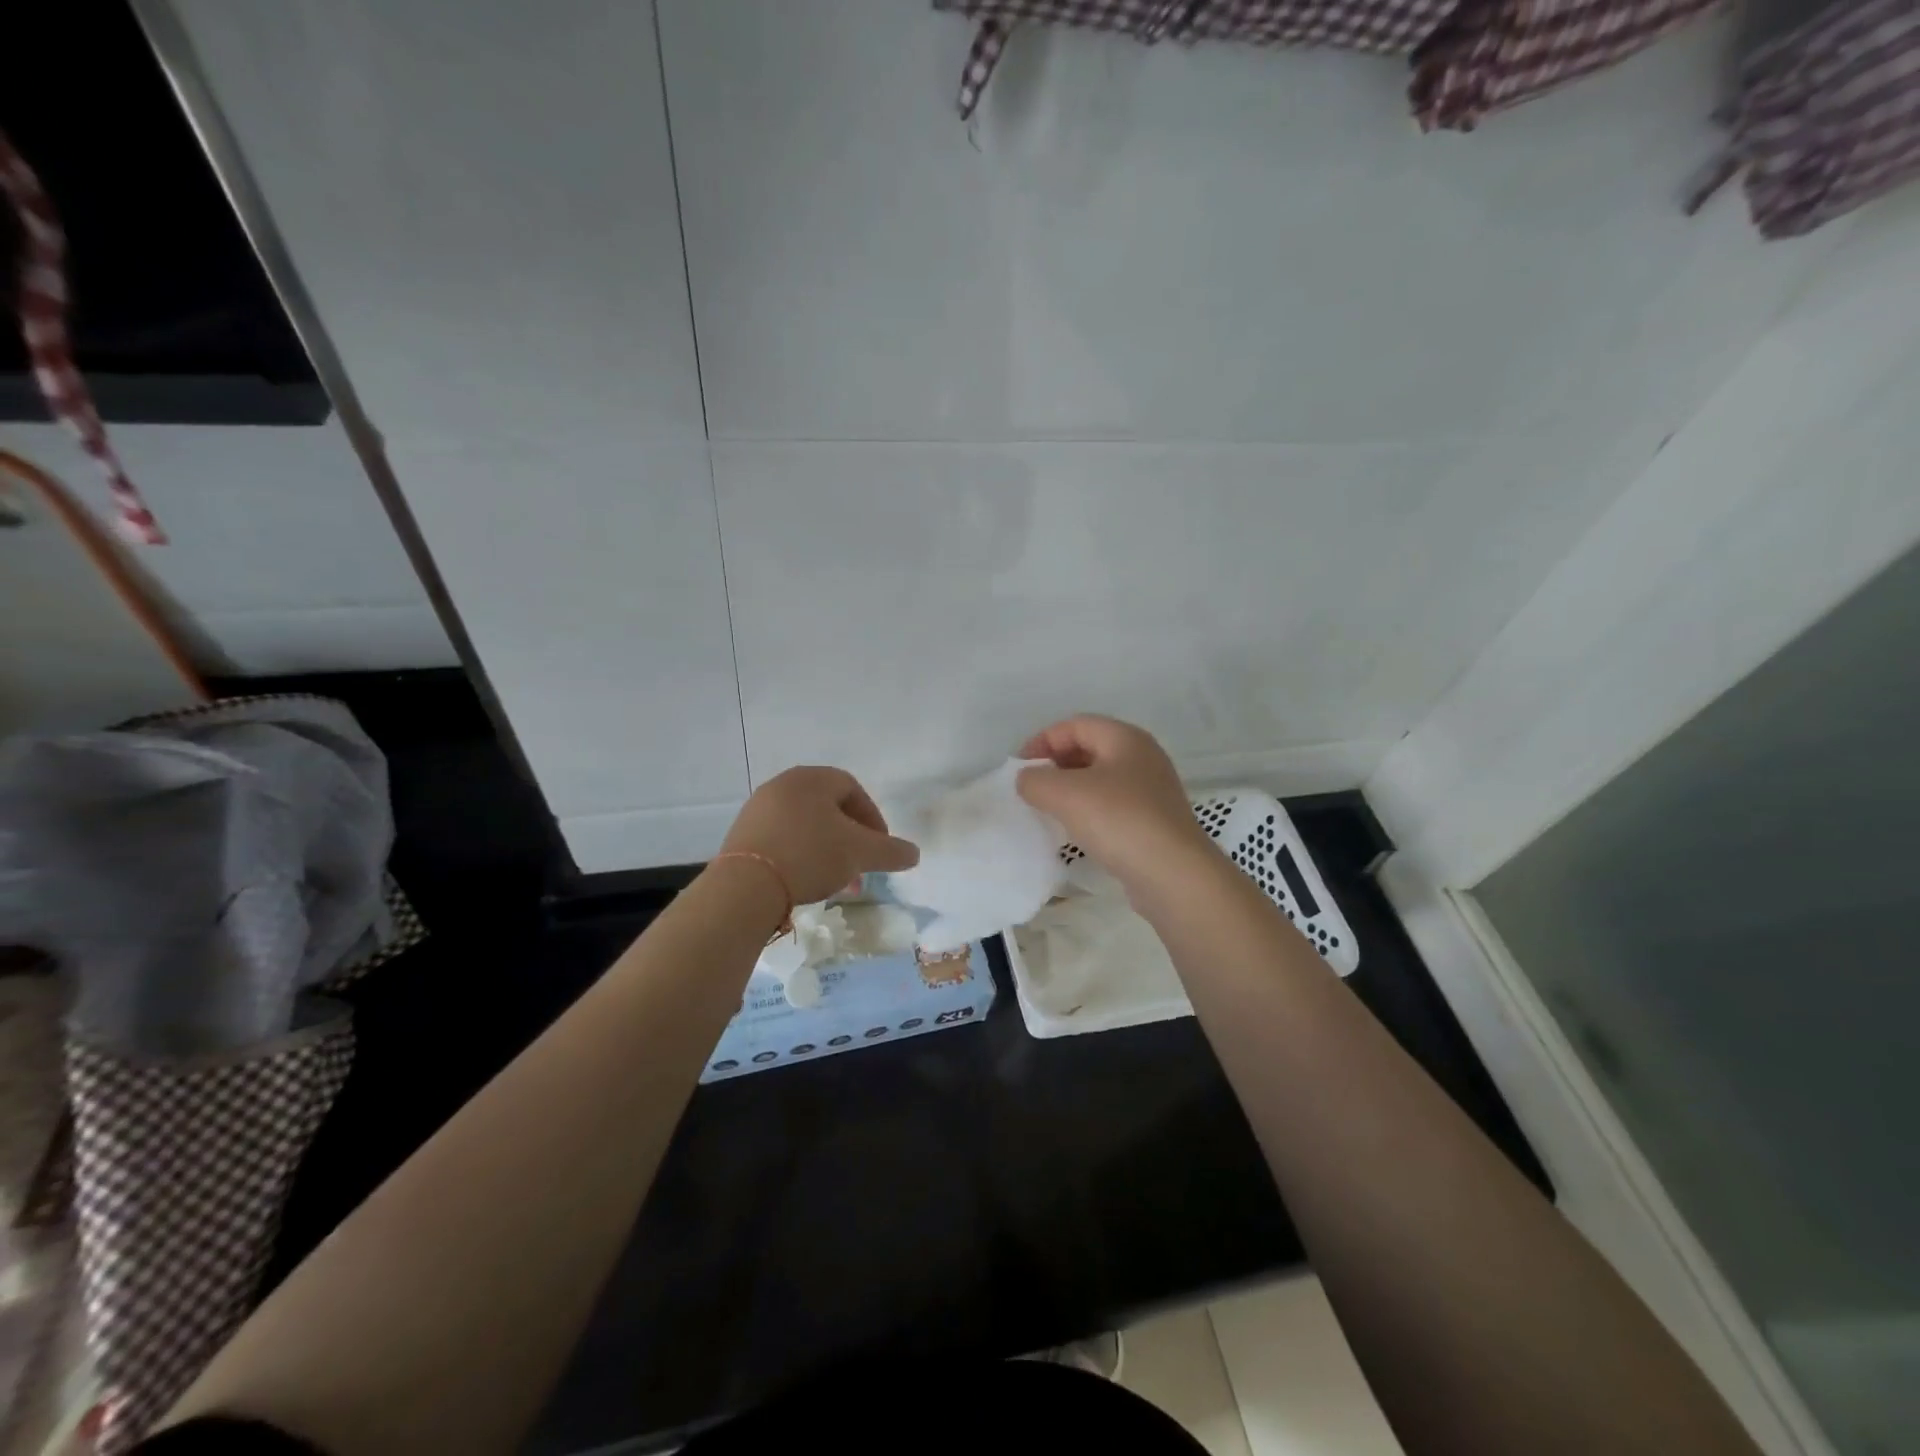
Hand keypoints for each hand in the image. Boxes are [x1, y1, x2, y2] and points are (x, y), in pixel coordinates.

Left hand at [719, 766, 919, 907]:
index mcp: (812, 778)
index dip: (873, 818)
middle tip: (860, 867)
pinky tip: (804, 881)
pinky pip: (782, 839)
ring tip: (835, 881)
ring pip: (806, 826)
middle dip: (850, 839)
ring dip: (827, 850)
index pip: (853, 789)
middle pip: (828, 809)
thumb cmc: (810, 855)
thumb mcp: (860, 853)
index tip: (880, 847)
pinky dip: (800, 855)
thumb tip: (914, 853)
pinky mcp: (741, 835)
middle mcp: (782, 785)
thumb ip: (891, 851)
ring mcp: (758, 809)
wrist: (746, 886)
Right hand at [1016, 716, 1215, 891]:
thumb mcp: (1064, 794)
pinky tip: (1076, 831)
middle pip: (1089, 748)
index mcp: (1125, 738)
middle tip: (1032, 788)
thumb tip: (1027, 780)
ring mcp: (1152, 790)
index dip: (1042, 741)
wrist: (1173, 875)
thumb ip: (1035, 780)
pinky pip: (1113, 805)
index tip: (1019, 769)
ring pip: (1101, 779)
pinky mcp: (1154, 821)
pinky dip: (1089, 811)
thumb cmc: (1119, 820)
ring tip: (1048, 810)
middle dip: (1056, 764)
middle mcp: (1143, 757)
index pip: (1075, 725)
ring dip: (1071, 790)